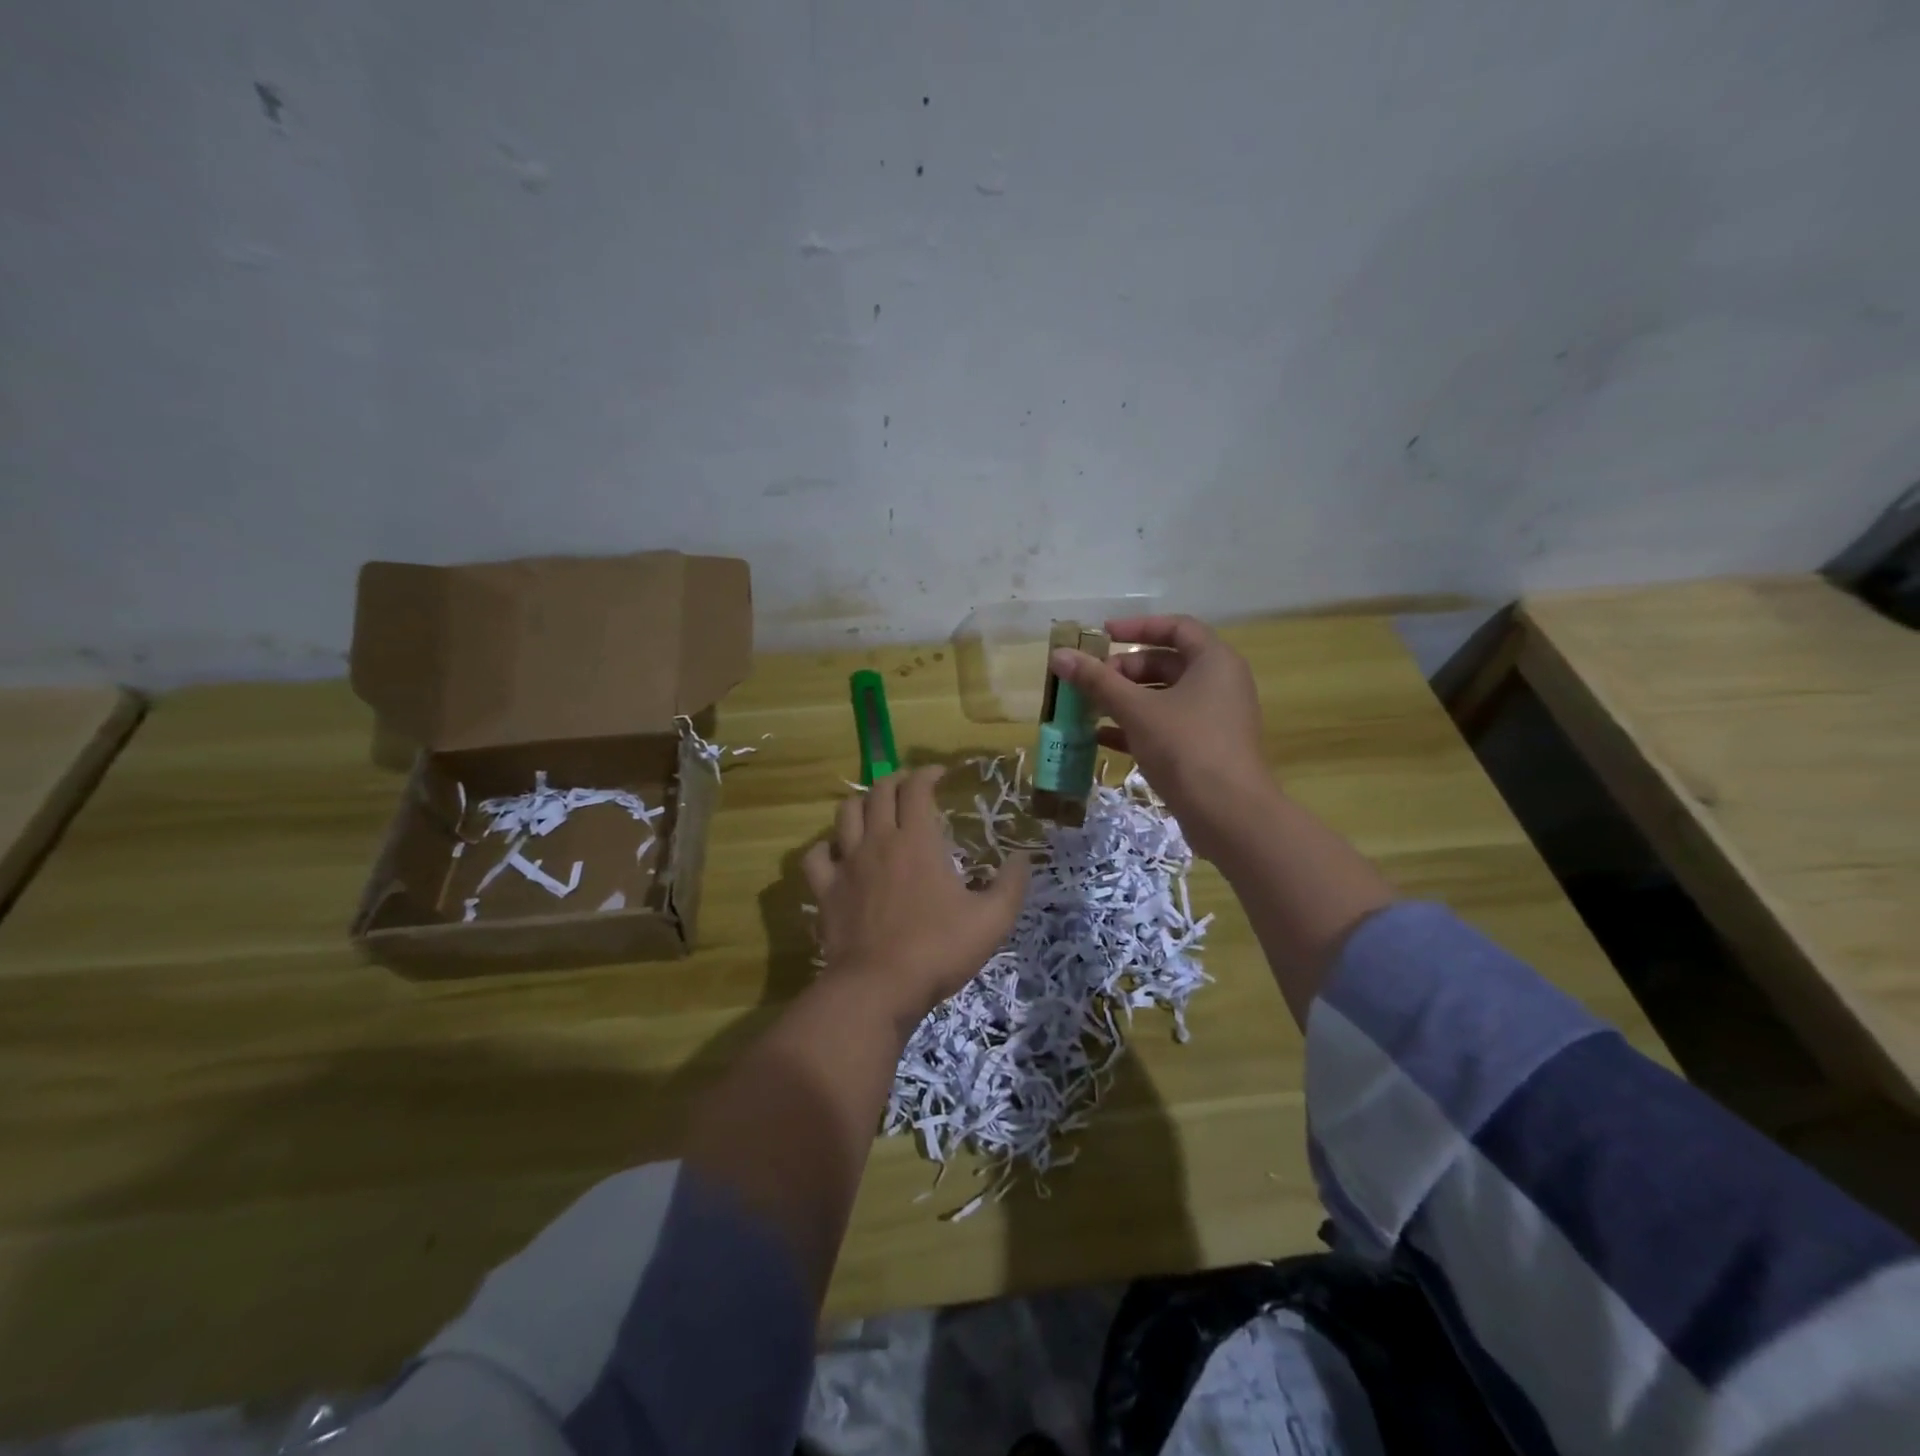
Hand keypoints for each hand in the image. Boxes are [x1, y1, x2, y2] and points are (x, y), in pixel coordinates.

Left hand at [802, 766, 1030, 1024]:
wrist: (879, 986)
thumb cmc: (938, 949)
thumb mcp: (991, 920)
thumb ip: (1011, 885)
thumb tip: (1023, 857)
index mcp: (918, 840)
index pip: (917, 788)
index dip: (927, 773)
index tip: (940, 774)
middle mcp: (878, 841)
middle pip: (879, 792)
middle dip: (895, 781)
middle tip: (909, 787)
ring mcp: (847, 864)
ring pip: (845, 814)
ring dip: (861, 804)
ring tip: (874, 810)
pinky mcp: (825, 890)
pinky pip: (816, 856)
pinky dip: (826, 847)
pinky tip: (837, 854)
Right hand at [1051, 614, 1273, 859]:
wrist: (1228, 815)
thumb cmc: (1185, 747)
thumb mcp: (1135, 709)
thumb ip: (1096, 681)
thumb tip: (1058, 655)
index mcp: (1214, 662)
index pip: (1176, 627)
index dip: (1137, 627)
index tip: (1102, 636)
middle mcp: (1220, 684)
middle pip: (1167, 663)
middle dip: (1125, 670)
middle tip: (1091, 682)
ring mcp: (1215, 719)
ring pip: (1164, 698)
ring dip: (1126, 701)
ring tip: (1089, 709)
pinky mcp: (1206, 749)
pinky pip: (1168, 727)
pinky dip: (1137, 727)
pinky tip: (1101, 738)